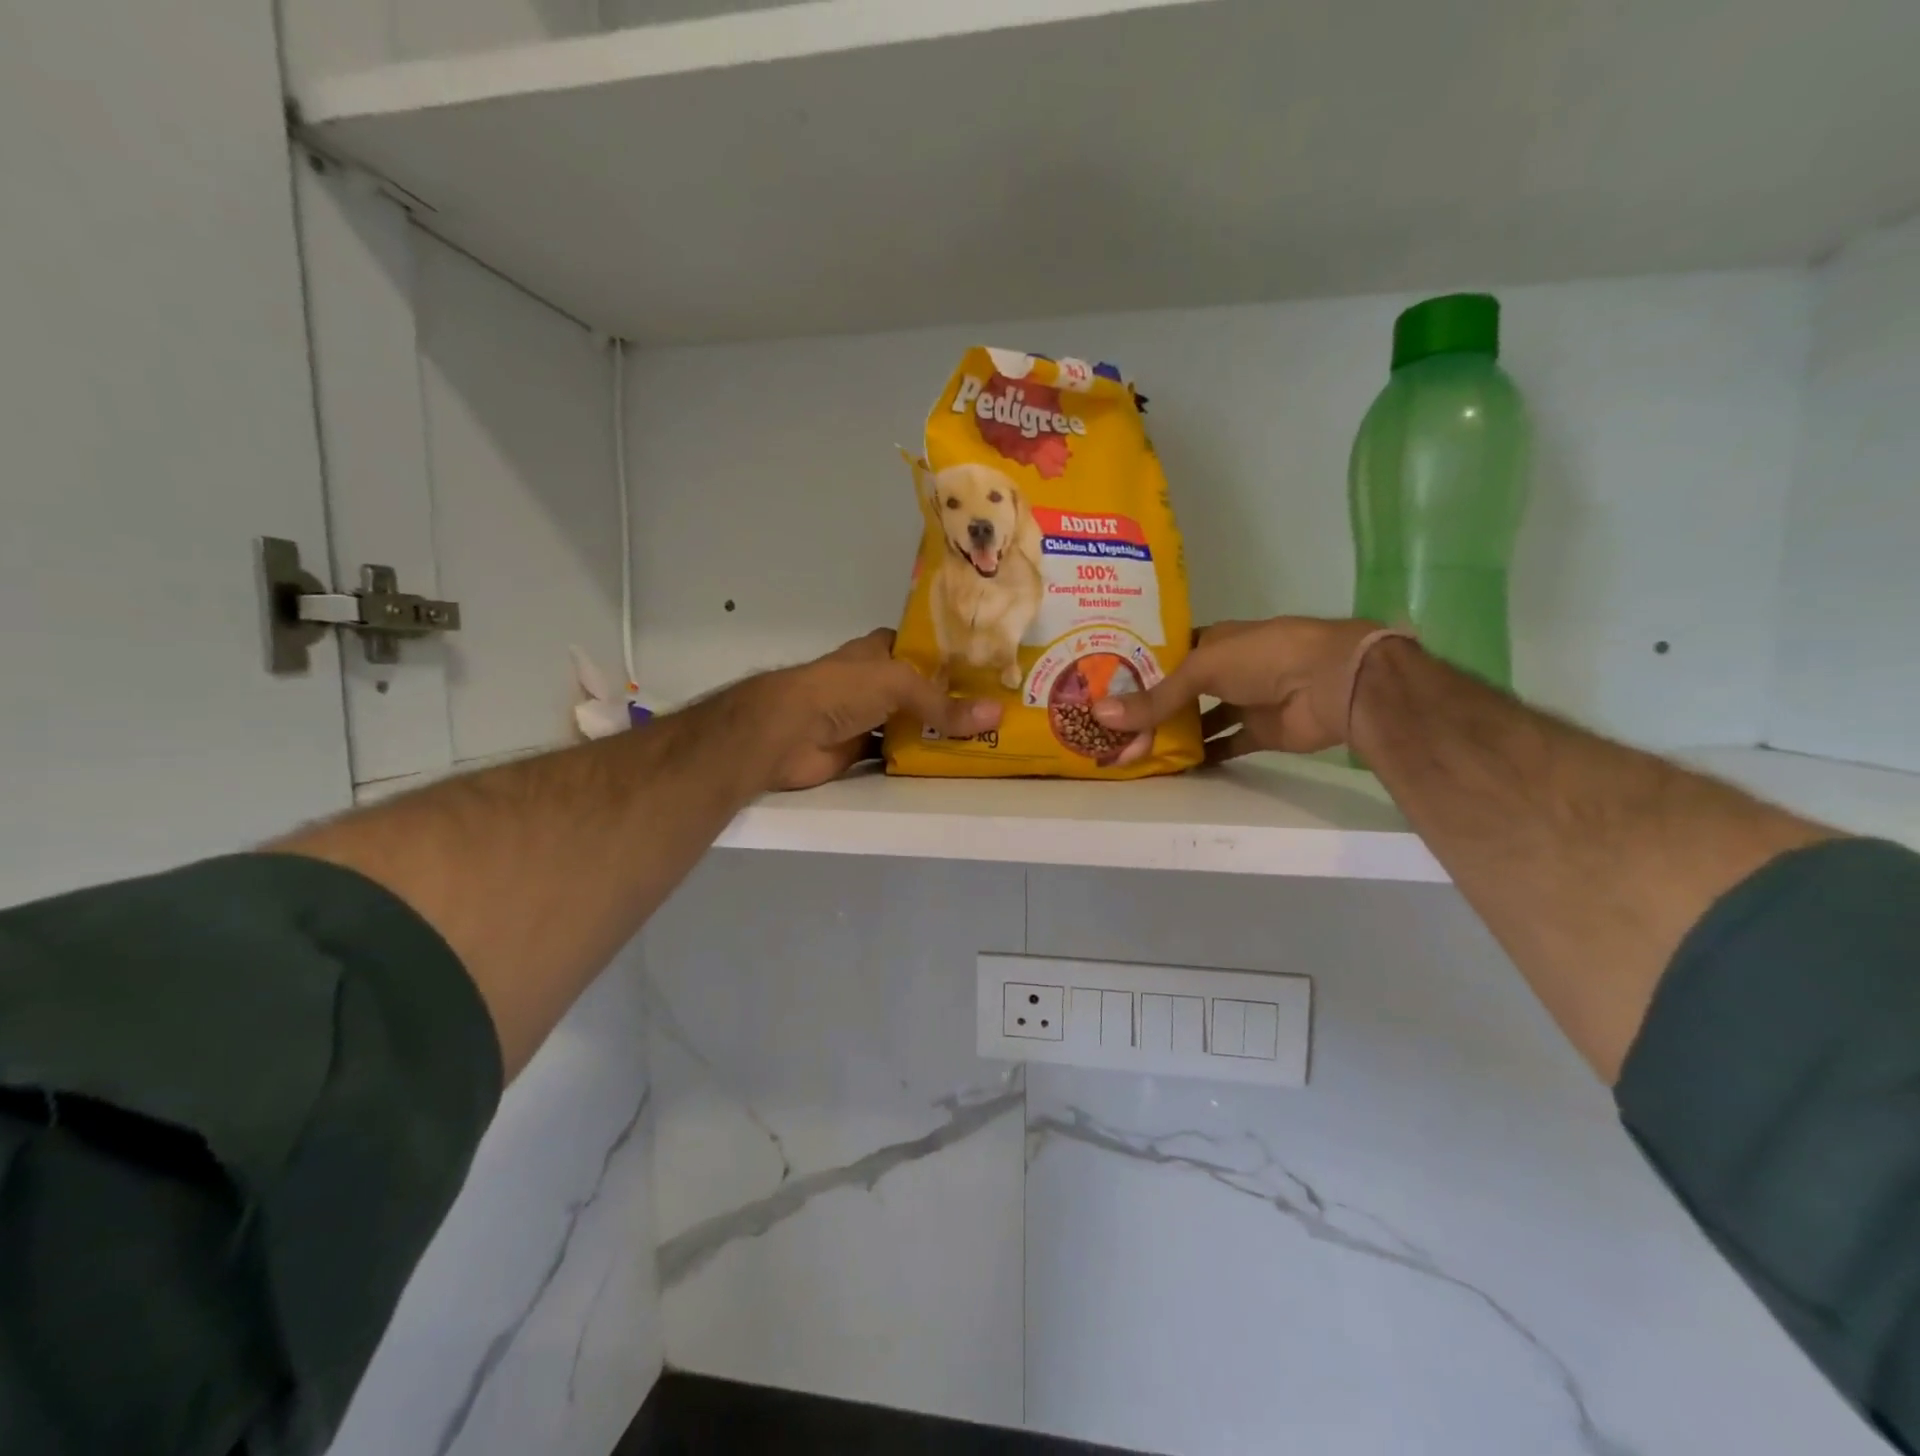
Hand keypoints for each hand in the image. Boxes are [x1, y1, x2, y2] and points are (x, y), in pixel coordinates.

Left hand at [766, 629, 1001, 790]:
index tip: (986, 665)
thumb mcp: (898, 684)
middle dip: (950, 697)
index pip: (919, 645)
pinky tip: (948, 761)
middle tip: (995, 708)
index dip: (948, 653)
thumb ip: (943, 704)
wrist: (786, 732)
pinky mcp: (858, 749)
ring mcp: (865, 716)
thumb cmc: (841, 690)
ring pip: (909, 722)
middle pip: (919, 688)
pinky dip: (917, 757)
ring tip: (983, 736)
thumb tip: (996, 715)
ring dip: (936, 731)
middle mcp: (873, 681)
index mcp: (878, 652)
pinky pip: (896, 752)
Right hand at [1092, 618, 1382, 759]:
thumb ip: (1155, 698)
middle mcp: (1225, 670)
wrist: (1330, 682)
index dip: (1138, 670)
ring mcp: (1243, 701)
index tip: (1104, 687)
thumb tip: (1099, 714)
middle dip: (1151, 708)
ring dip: (1174, 734)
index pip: (1167, 655)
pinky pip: (1224, 745)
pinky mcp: (1258, 732)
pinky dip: (1203, 755)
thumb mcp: (1200, 669)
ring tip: (1133, 749)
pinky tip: (1172, 767)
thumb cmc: (1263, 657)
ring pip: (1200, 720)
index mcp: (1212, 642)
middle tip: (1111, 727)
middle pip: (1180, 692)